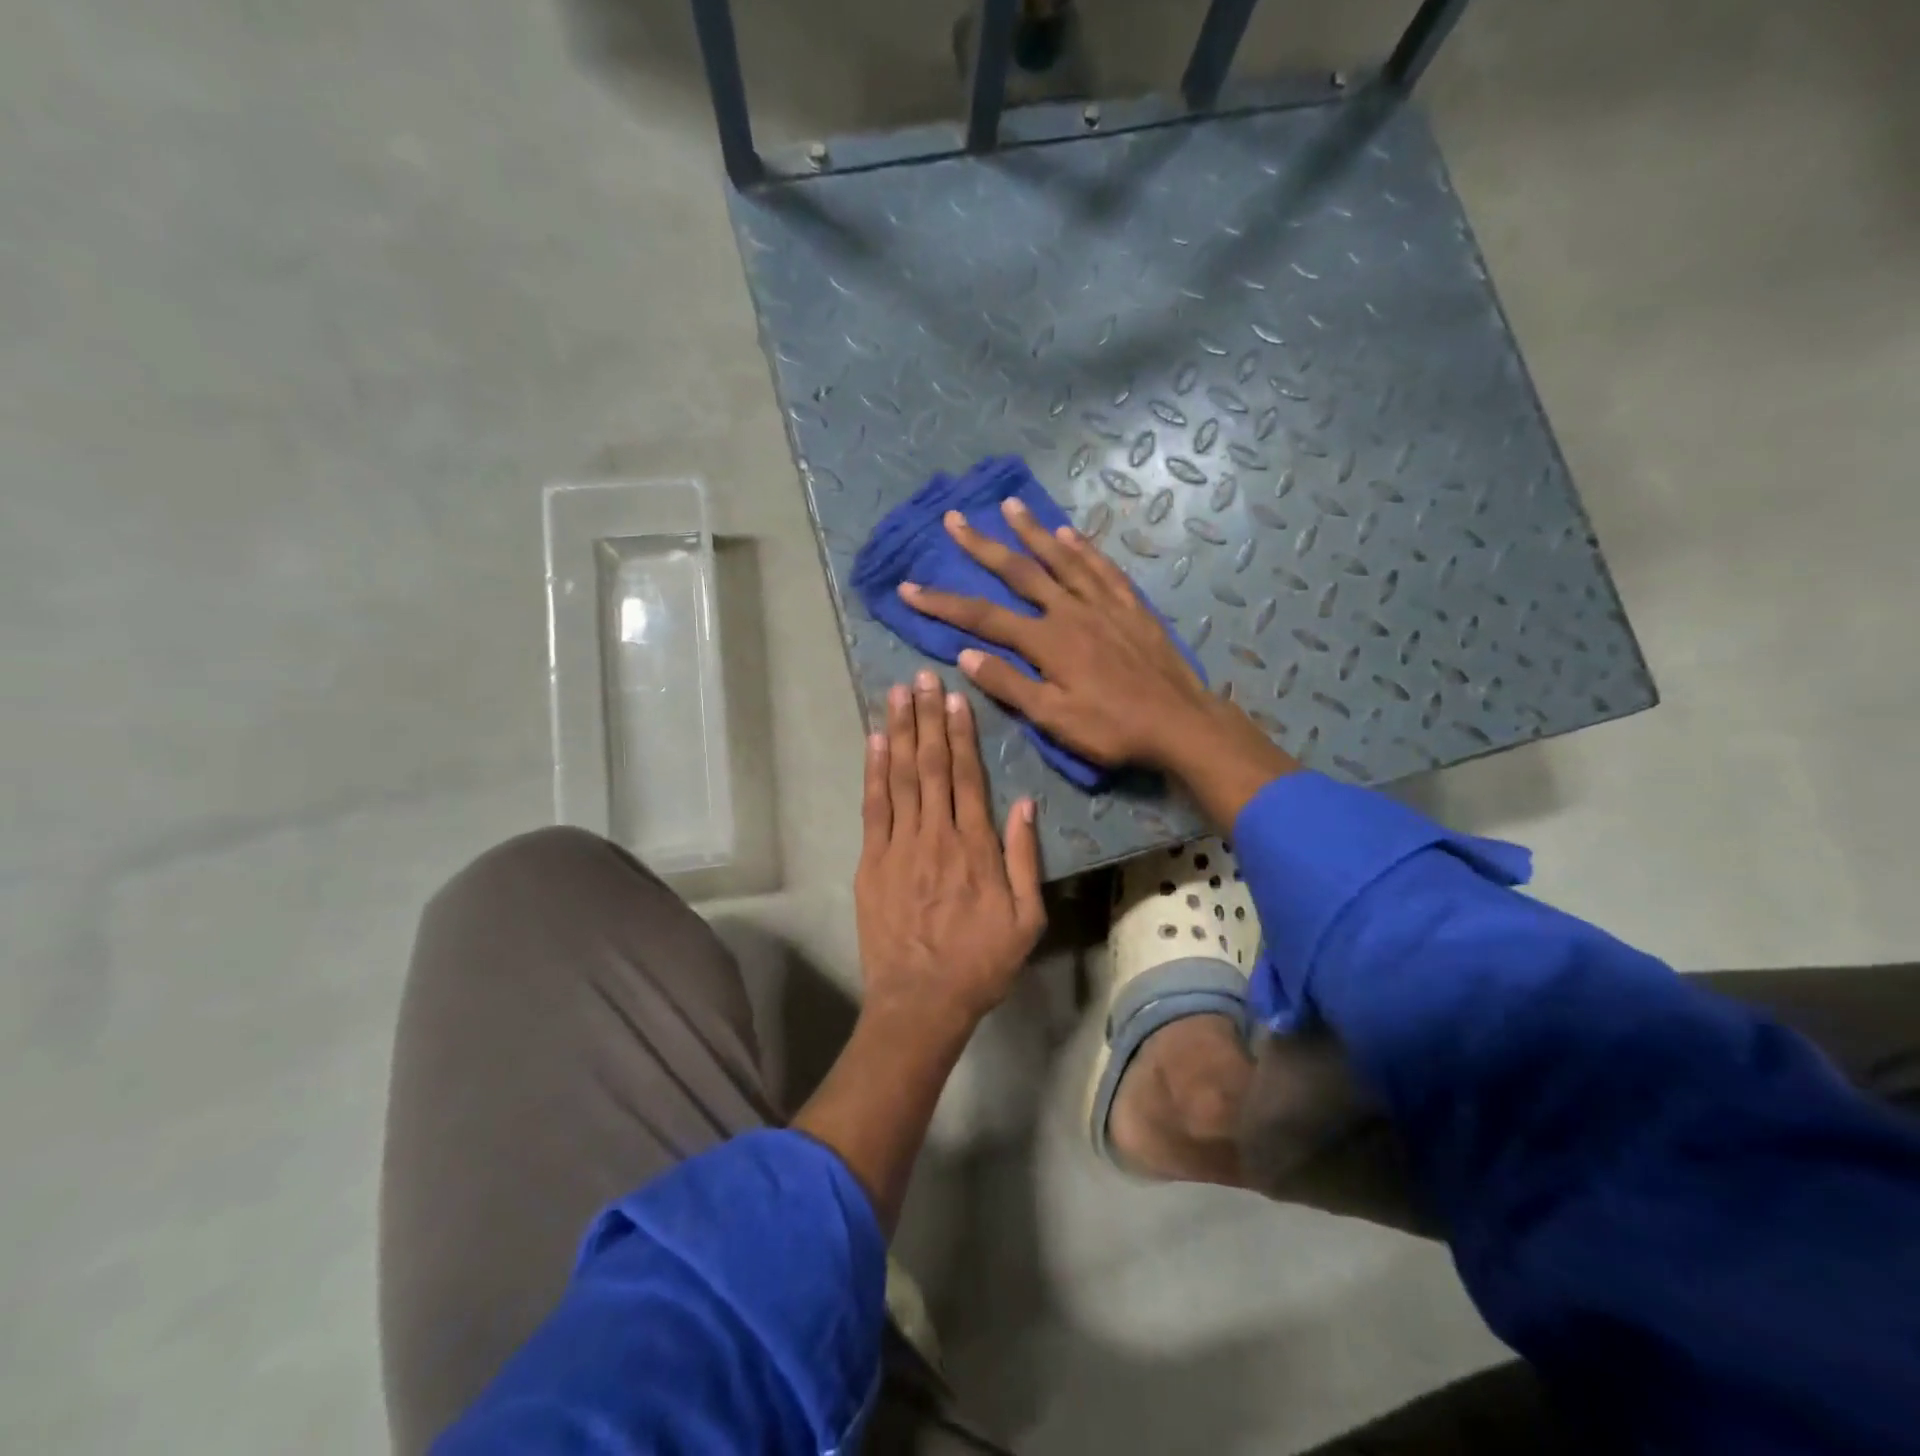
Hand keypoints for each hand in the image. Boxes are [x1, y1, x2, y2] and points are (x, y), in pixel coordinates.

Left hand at [855, 670, 1045, 1031]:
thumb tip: (1026, 804)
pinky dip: (873, 772)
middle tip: (921, 677)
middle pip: (931, 766)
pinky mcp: (871, 862)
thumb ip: (1025, 859)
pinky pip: (873, 808)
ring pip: (900, 778)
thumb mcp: (1026, 919)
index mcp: (975, 847)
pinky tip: (874, 742)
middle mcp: (936, 835)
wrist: (921, 1001)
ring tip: (897, 694)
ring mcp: (899, 846)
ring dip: (899, 732)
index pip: (967, 777)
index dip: (961, 734)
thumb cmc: (981, 963)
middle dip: (927, 718)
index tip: (955, 698)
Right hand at [899, 500, 1220, 770]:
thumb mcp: (1054, 719)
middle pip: (1018, 571)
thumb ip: (1010, 685)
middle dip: (982, 546)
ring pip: (1061, 558)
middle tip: (954, 519)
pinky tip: (1070, 534)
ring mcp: (1103, 604)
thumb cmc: (1113, 729)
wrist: (1180, 723)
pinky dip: (1082, 548)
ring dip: (1032, 531)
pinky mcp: (1130, 606)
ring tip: (1010, 506)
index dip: (942, 602)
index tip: (908, 587)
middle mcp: (1070, 611)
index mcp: (1047, 641)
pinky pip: (1101, 568)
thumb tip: (965, 656)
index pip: (982, 617)